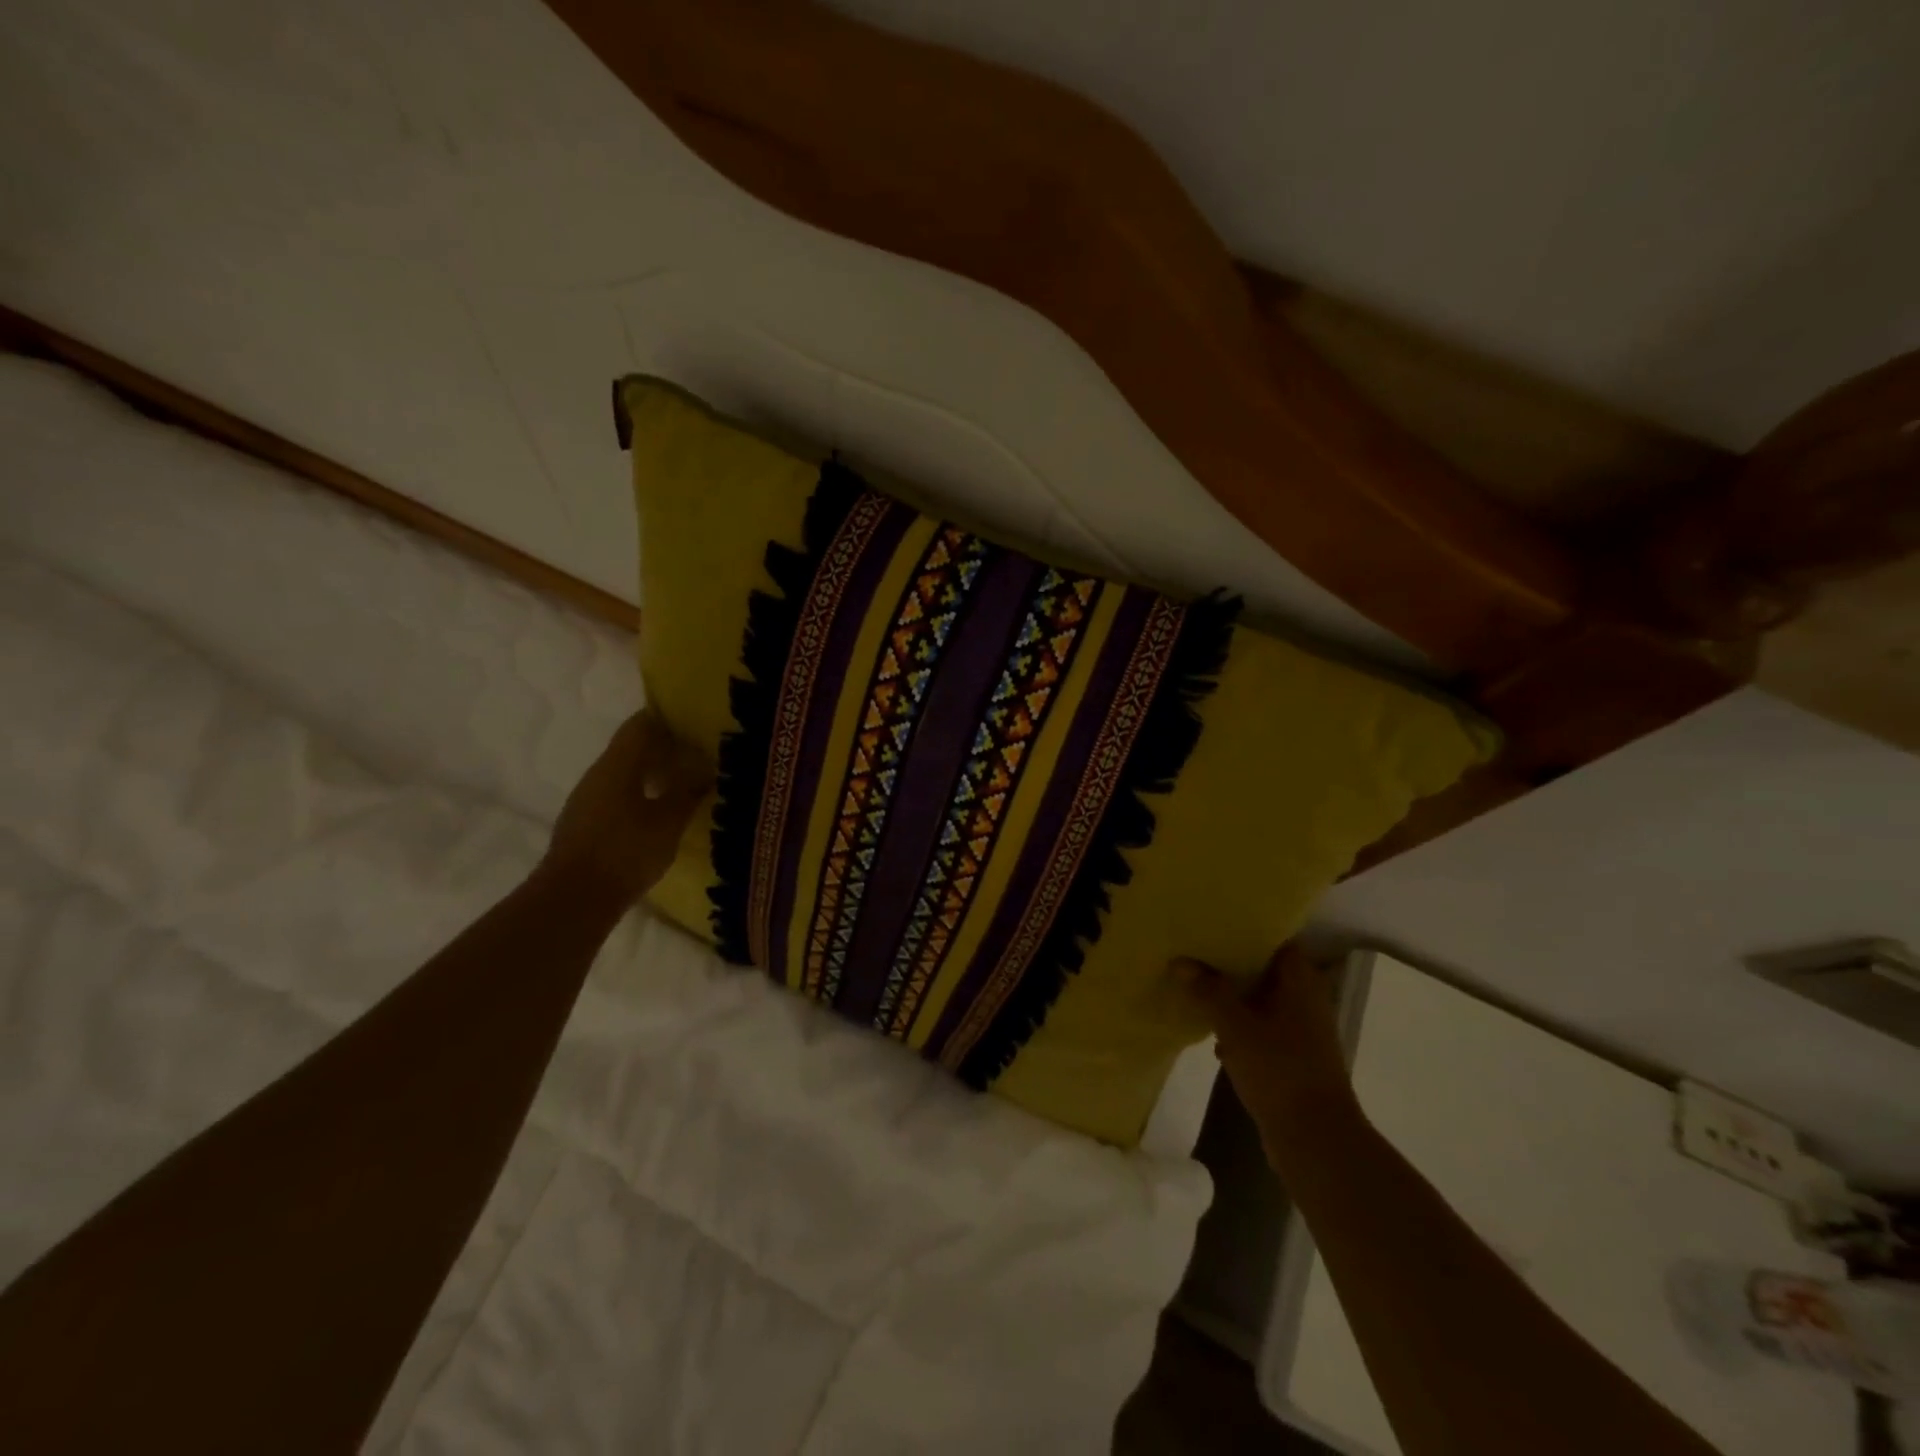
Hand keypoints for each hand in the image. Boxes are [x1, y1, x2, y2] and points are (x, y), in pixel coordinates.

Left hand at [543, 709, 709, 906]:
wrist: (573, 900)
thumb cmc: (625, 852)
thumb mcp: (668, 822)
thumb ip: (688, 792)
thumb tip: (705, 769)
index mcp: (616, 765)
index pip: (640, 725)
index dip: (667, 719)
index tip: (695, 723)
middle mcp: (597, 775)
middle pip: (632, 749)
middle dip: (665, 749)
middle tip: (699, 756)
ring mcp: (587, 800)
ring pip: (624, 773)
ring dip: (652, 774)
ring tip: (685, 785)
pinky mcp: (585, 824)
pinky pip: (616, 796)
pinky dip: (640, 795)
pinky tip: (659, 813)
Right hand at [1175, 945, 1361, 1164]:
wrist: (1315, 1140)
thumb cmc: (1279, 1070)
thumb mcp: (1235, 1025)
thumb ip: (1209, 991)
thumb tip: (1181, 961)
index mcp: (1300, 982)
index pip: (1276, 940)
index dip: (1248, 929)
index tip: (1215, 922)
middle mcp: (1306, 1001)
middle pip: (1266, 970)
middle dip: (1232, 963)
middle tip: (1195, 951)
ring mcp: (1301, 1032)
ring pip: (1261, 1002)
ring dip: (1233, 997)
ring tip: (1195, 985)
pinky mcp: (1292, 1059)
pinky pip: (1261, 1030)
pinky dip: (1239, 1027)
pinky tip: (1211, 1033)